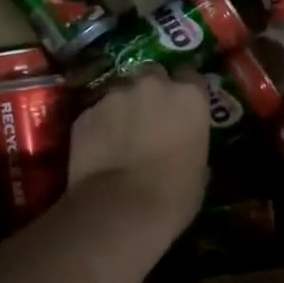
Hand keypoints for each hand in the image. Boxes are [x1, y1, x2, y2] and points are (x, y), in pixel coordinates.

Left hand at [67, 65, 209, 240]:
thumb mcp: (199, 170)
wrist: (121, 208)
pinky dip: (100, 124)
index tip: (183, 108)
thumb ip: (192, 144)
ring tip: (121, 134)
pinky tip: (100, 147)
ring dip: (123, 106)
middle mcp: (152, 85)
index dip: (186, 92)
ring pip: (120, 91)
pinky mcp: (85, 113)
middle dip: (152, 89)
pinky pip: (96, 112)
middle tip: (150, 116)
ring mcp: (114, 95)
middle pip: (153, 73)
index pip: (191, 76)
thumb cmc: (174, 195)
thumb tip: (183, 146)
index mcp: (189, 96)